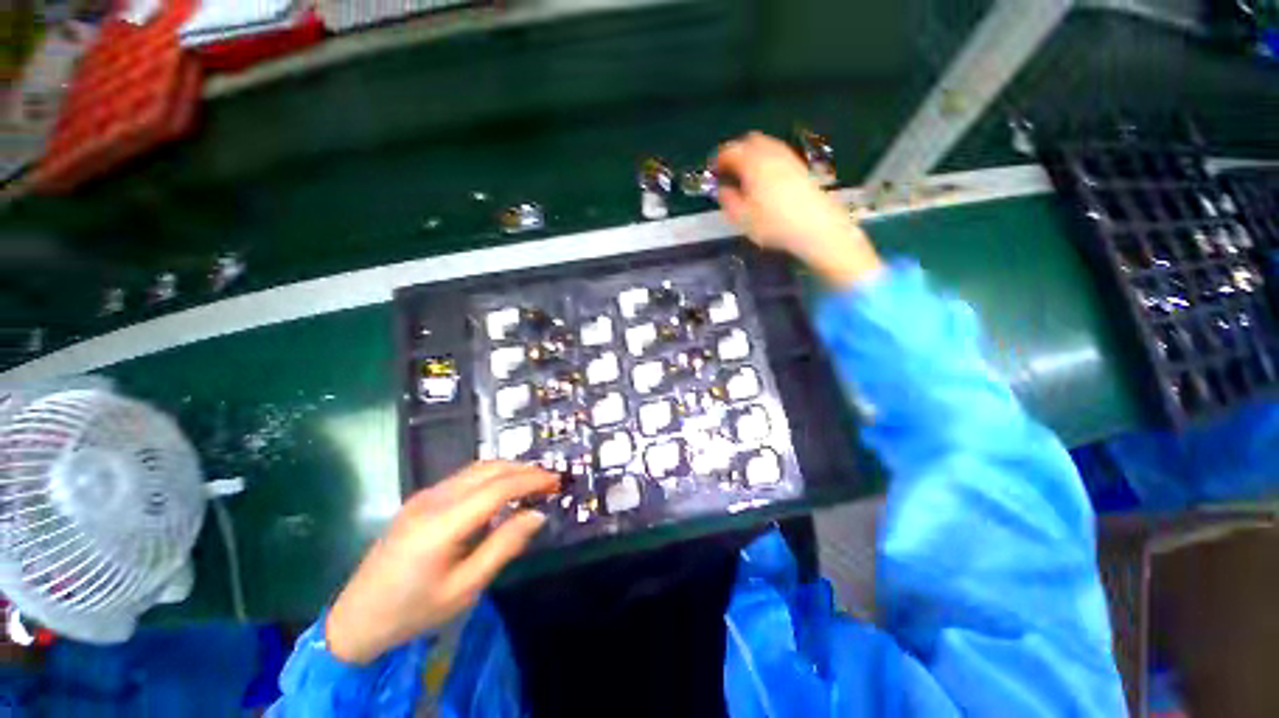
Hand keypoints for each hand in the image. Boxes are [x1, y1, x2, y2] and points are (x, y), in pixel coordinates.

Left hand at [326, 461, 558, 664]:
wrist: (356, 619)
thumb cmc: (413, 611)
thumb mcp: (464, 588)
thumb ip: (503, 546)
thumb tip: (537, 515)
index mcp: (442, 524)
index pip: (497, 487)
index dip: (531, 480)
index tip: (556, 482)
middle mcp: (433, 499)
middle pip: (488, 469)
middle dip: (523, 470)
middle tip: (549, 481)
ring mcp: (424, 496)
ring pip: (476, 469)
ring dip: (508, 470)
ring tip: (532, 483)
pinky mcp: (420, 499)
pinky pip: (464, 478)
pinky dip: (491, 477)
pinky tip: (501, 492)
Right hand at [714, 132, 882, 288]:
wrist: (817, 227)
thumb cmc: (774, 225)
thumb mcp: (743, 219)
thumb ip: (728, 201)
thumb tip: (722, 189)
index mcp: (753, 164)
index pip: (731, 151)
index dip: (718, 159)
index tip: (713, 171)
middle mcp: (771, 154)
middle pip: (750, 141)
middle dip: (736, 151)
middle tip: (728, 170)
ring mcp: (789, 158)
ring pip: (766, 145)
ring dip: (752, 154)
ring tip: (745, 174)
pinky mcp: (801, 167)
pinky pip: (778, 154)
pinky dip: (767, 159)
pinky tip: (765, 178)